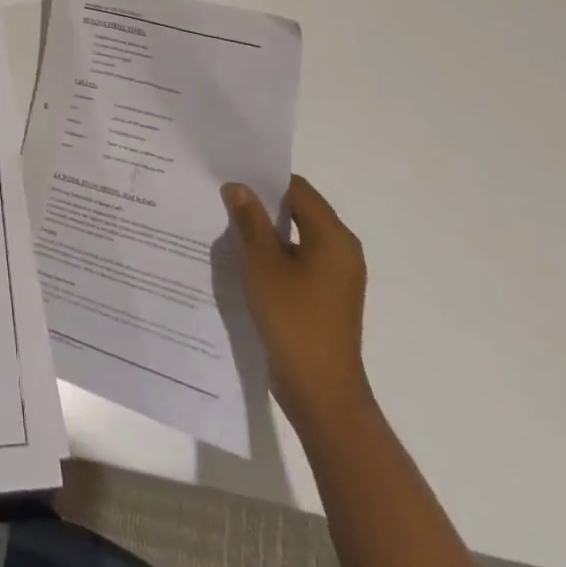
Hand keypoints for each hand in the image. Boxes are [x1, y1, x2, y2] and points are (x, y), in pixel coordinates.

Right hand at [223, 175, 371, 433]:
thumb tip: (238, 186)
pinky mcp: (326, 298)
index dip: (264, 180)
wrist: (320, 391)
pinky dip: (275, 255)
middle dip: (262, 204)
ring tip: (227, 224)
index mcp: (333, 236)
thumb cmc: (293, 318)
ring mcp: (336, 277)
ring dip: (266, 231)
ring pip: (296, 237)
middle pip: (299, 211)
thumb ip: (250, 220)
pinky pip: (299, 262)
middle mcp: (341, 251)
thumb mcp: (262, 263)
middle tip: (223, 196)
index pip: (297, 189)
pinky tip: (244, 260)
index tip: (231, 175)